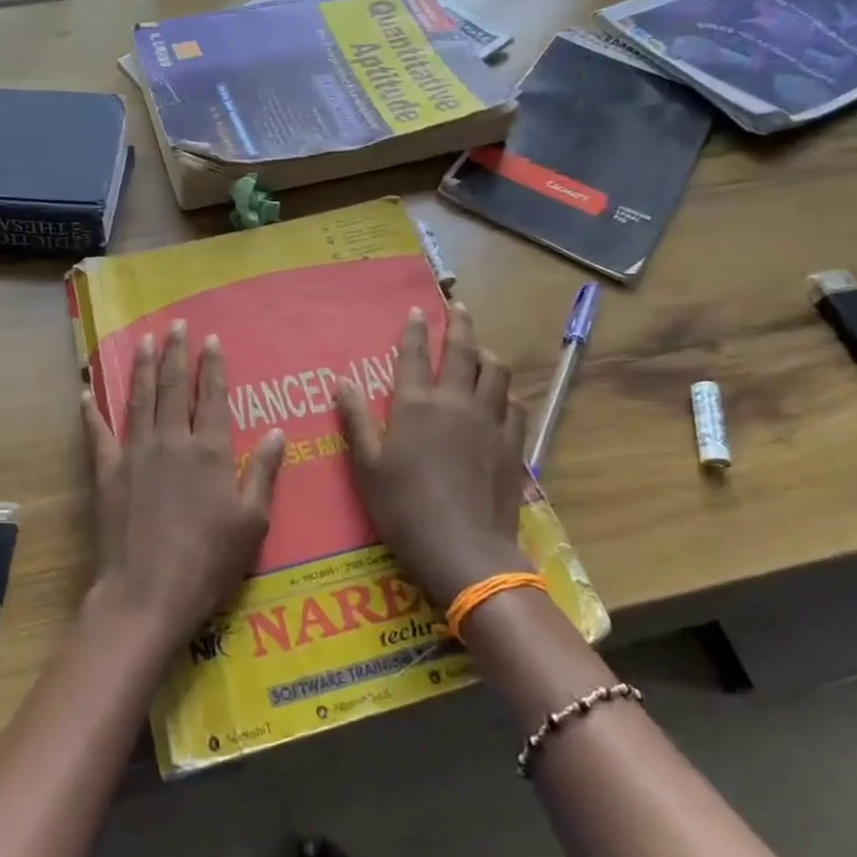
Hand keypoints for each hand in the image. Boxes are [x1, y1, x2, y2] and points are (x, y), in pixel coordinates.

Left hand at [82, 323, 285, 647]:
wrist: (146, 594)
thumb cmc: (208, 562)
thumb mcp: (252, 523)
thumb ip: (264, 473)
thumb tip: (276, 431)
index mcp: (210, 452)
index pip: (213, 397)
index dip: (212, 366)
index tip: (211, 340)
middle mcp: (172, 441)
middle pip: (174, 387)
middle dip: (177, 354)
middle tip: (177, 326)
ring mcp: (135, 454)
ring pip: (139, 399)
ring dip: (143, 368)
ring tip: (144, 341)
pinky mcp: (107, 473)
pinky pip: (98, 434)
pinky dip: (92, 411)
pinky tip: (87, 392)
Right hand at [336, 304, 530, 606]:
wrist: (463, 549)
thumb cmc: (404, 509)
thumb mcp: (367, 466)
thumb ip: (356, 420)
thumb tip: (341, 382)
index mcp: (417, 405)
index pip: (415, 355)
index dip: (415, 330)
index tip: (418, 310)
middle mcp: (457, 402)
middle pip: (463, 351)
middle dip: (460, 324)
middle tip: (457, 306)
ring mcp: (490, 422)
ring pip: (496, 372)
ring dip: (488, 353)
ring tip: (482, 348)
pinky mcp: (513, 444)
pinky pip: (515, 405)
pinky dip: (507, 392)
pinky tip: (503, 396)